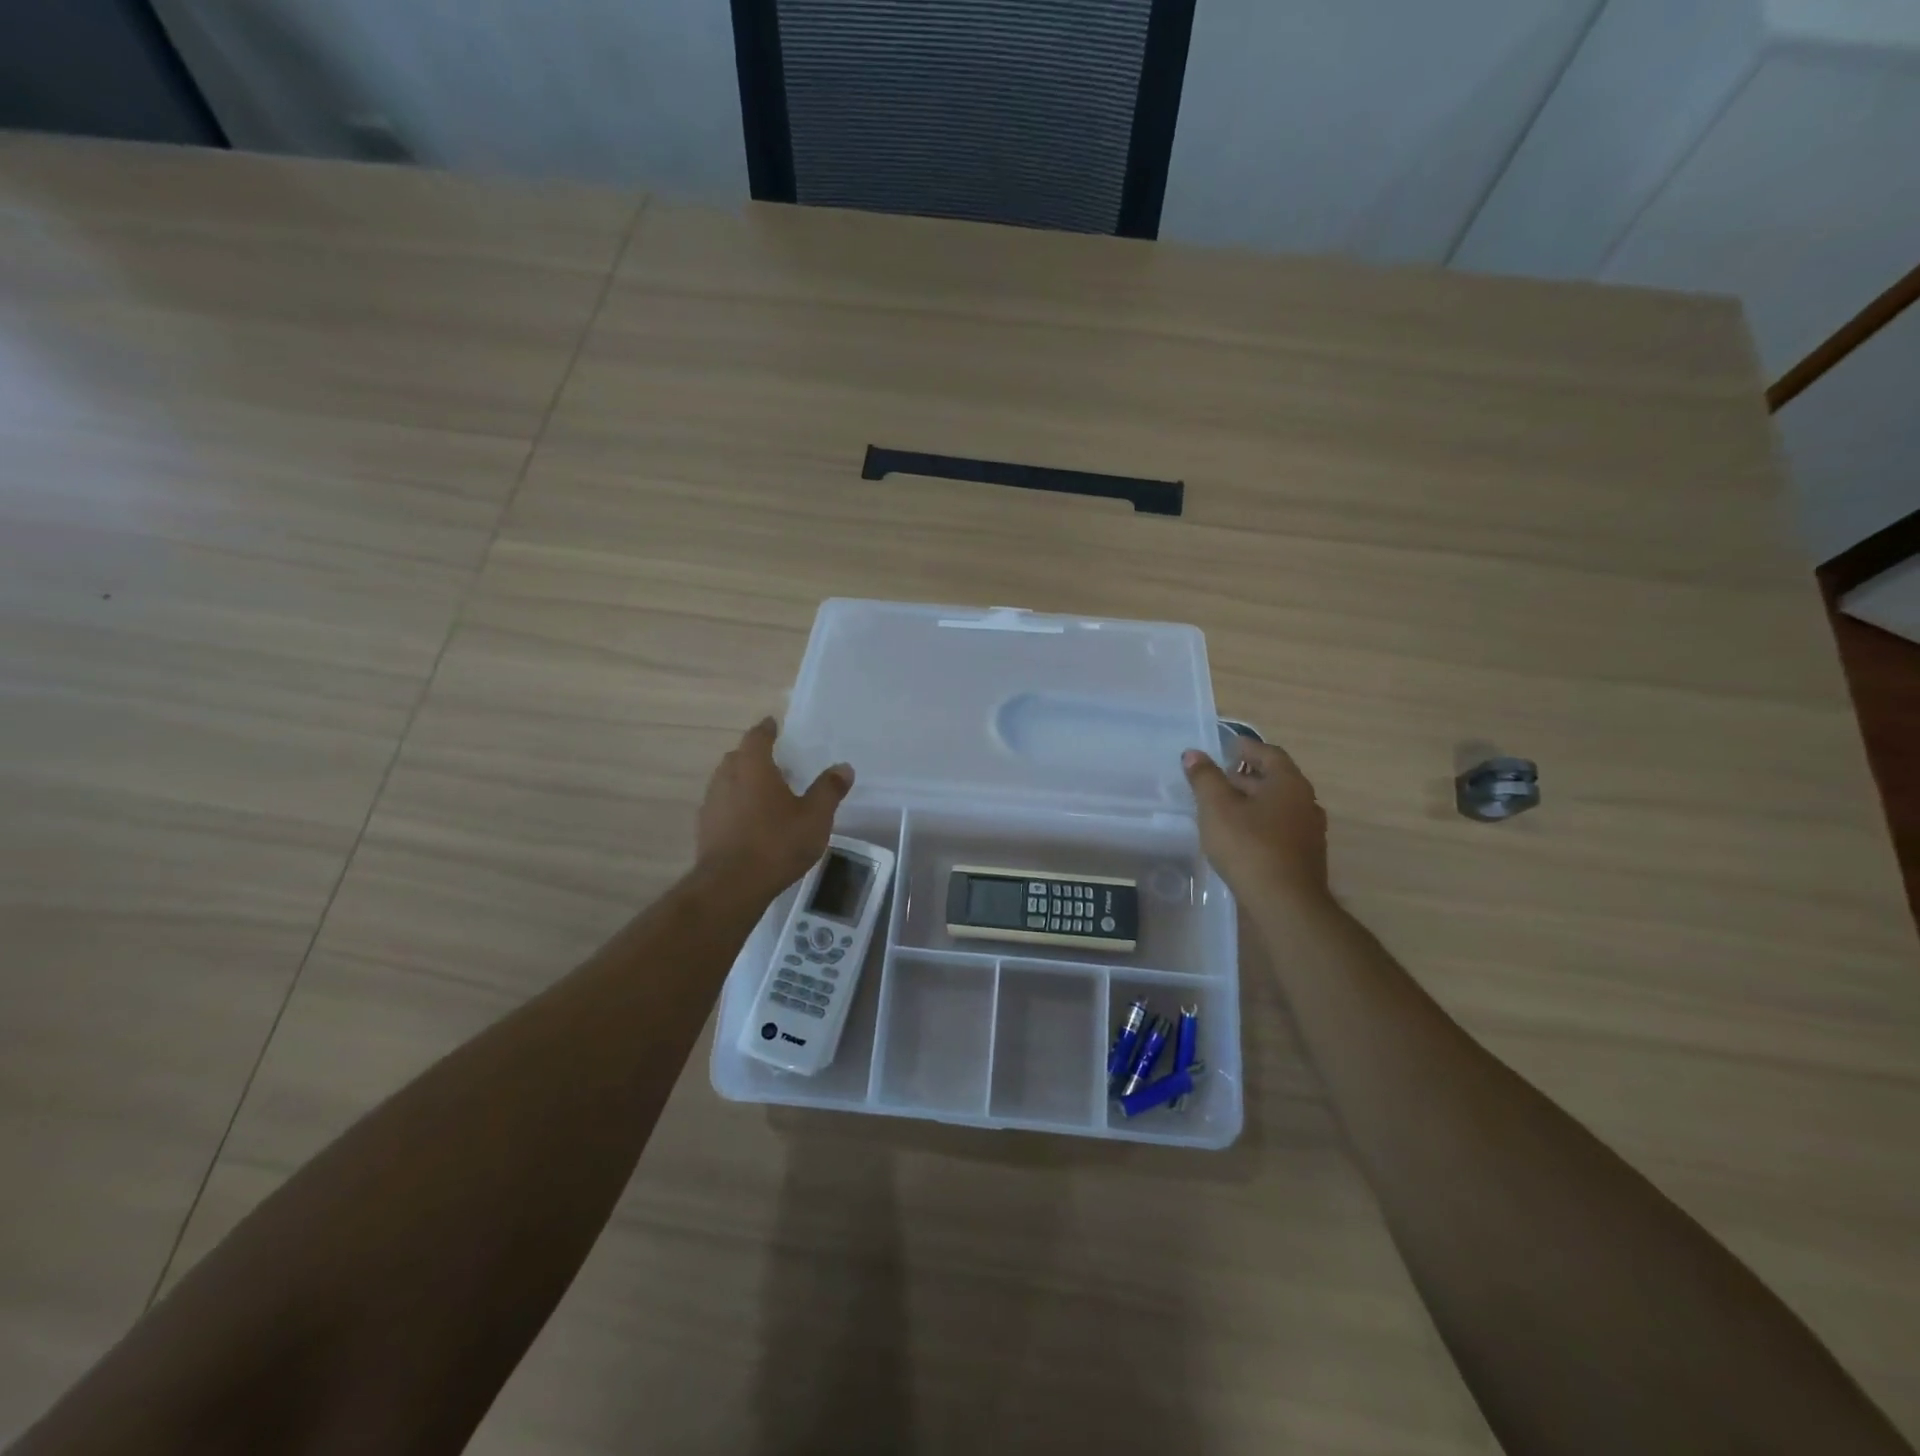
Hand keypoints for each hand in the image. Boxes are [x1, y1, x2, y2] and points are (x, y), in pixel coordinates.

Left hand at [697, 718, 853, 900]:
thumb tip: (844, 767)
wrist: (731, 886)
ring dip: (744, 782)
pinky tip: (752, 821)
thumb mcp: (815, 817)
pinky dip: (736, 805)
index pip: (757, 737)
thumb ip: (829, 790)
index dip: (766, 729)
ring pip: (727, 782)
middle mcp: (726, 778)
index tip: (774, 725)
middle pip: (738, 757)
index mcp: (753, 766)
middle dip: (755, 756)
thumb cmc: (776, 843)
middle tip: (776, 762)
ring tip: (766, 793)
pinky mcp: (705, 828)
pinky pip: (723, 805)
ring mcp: (712, 804)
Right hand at [1182, 737, 1330, 907]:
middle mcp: (1305, 802)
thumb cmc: (1249, 846)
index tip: (1227, 747)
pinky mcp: (1305, 857)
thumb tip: (1193, 754)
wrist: (1285, 903)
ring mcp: (1309, 831)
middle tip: (1218, 779)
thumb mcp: (1216, 808)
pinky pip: (1280, 829)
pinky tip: (1240, 837)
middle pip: (1275, 779)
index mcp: (1288, 783)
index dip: (1246, 748)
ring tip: (1224, 809)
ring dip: (1253, 802)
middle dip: (1246, 777)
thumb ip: (1204, 778)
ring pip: (1278, 806)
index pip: (1269, 754)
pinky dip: (1260, 824)